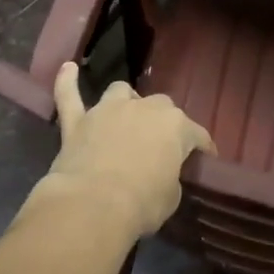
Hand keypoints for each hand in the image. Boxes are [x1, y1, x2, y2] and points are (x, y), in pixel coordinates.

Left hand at [39, 62, 213, 237]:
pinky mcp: (77, 122)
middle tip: (161, 145)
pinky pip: (69, 95)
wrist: (93, 205)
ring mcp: (107, 111)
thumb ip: (169, 176)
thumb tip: (160, 173)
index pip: (197, 135)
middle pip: (160, 106)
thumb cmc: (142, 203)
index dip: (202, 147)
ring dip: (126, 101)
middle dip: (162, 122)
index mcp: (175, 126)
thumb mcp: (171, 196)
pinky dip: (67, 82)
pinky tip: (68, 68)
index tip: (206, 158)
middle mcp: (143, 108)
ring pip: (120, 92)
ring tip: (126, 114)